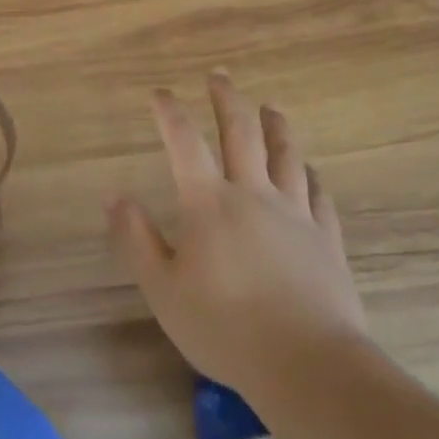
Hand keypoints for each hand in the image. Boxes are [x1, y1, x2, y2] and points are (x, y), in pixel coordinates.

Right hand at [105, 72, 365, 397]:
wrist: (307, 363)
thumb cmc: (224, 327)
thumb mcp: (163, 288)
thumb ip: (136, 238)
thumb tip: (111, 195)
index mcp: (209, 203)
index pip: (185, 142)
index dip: (169, 112)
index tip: (160, 93)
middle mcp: (253, 194)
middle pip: (241, 133)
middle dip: (227, 100)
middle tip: (219, 75)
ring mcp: (295, 213)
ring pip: (286, 155)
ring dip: (276, 126)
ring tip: (270, 107)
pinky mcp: (326, 238)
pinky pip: (319, 195)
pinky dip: (310, 175)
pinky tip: (310, 170)